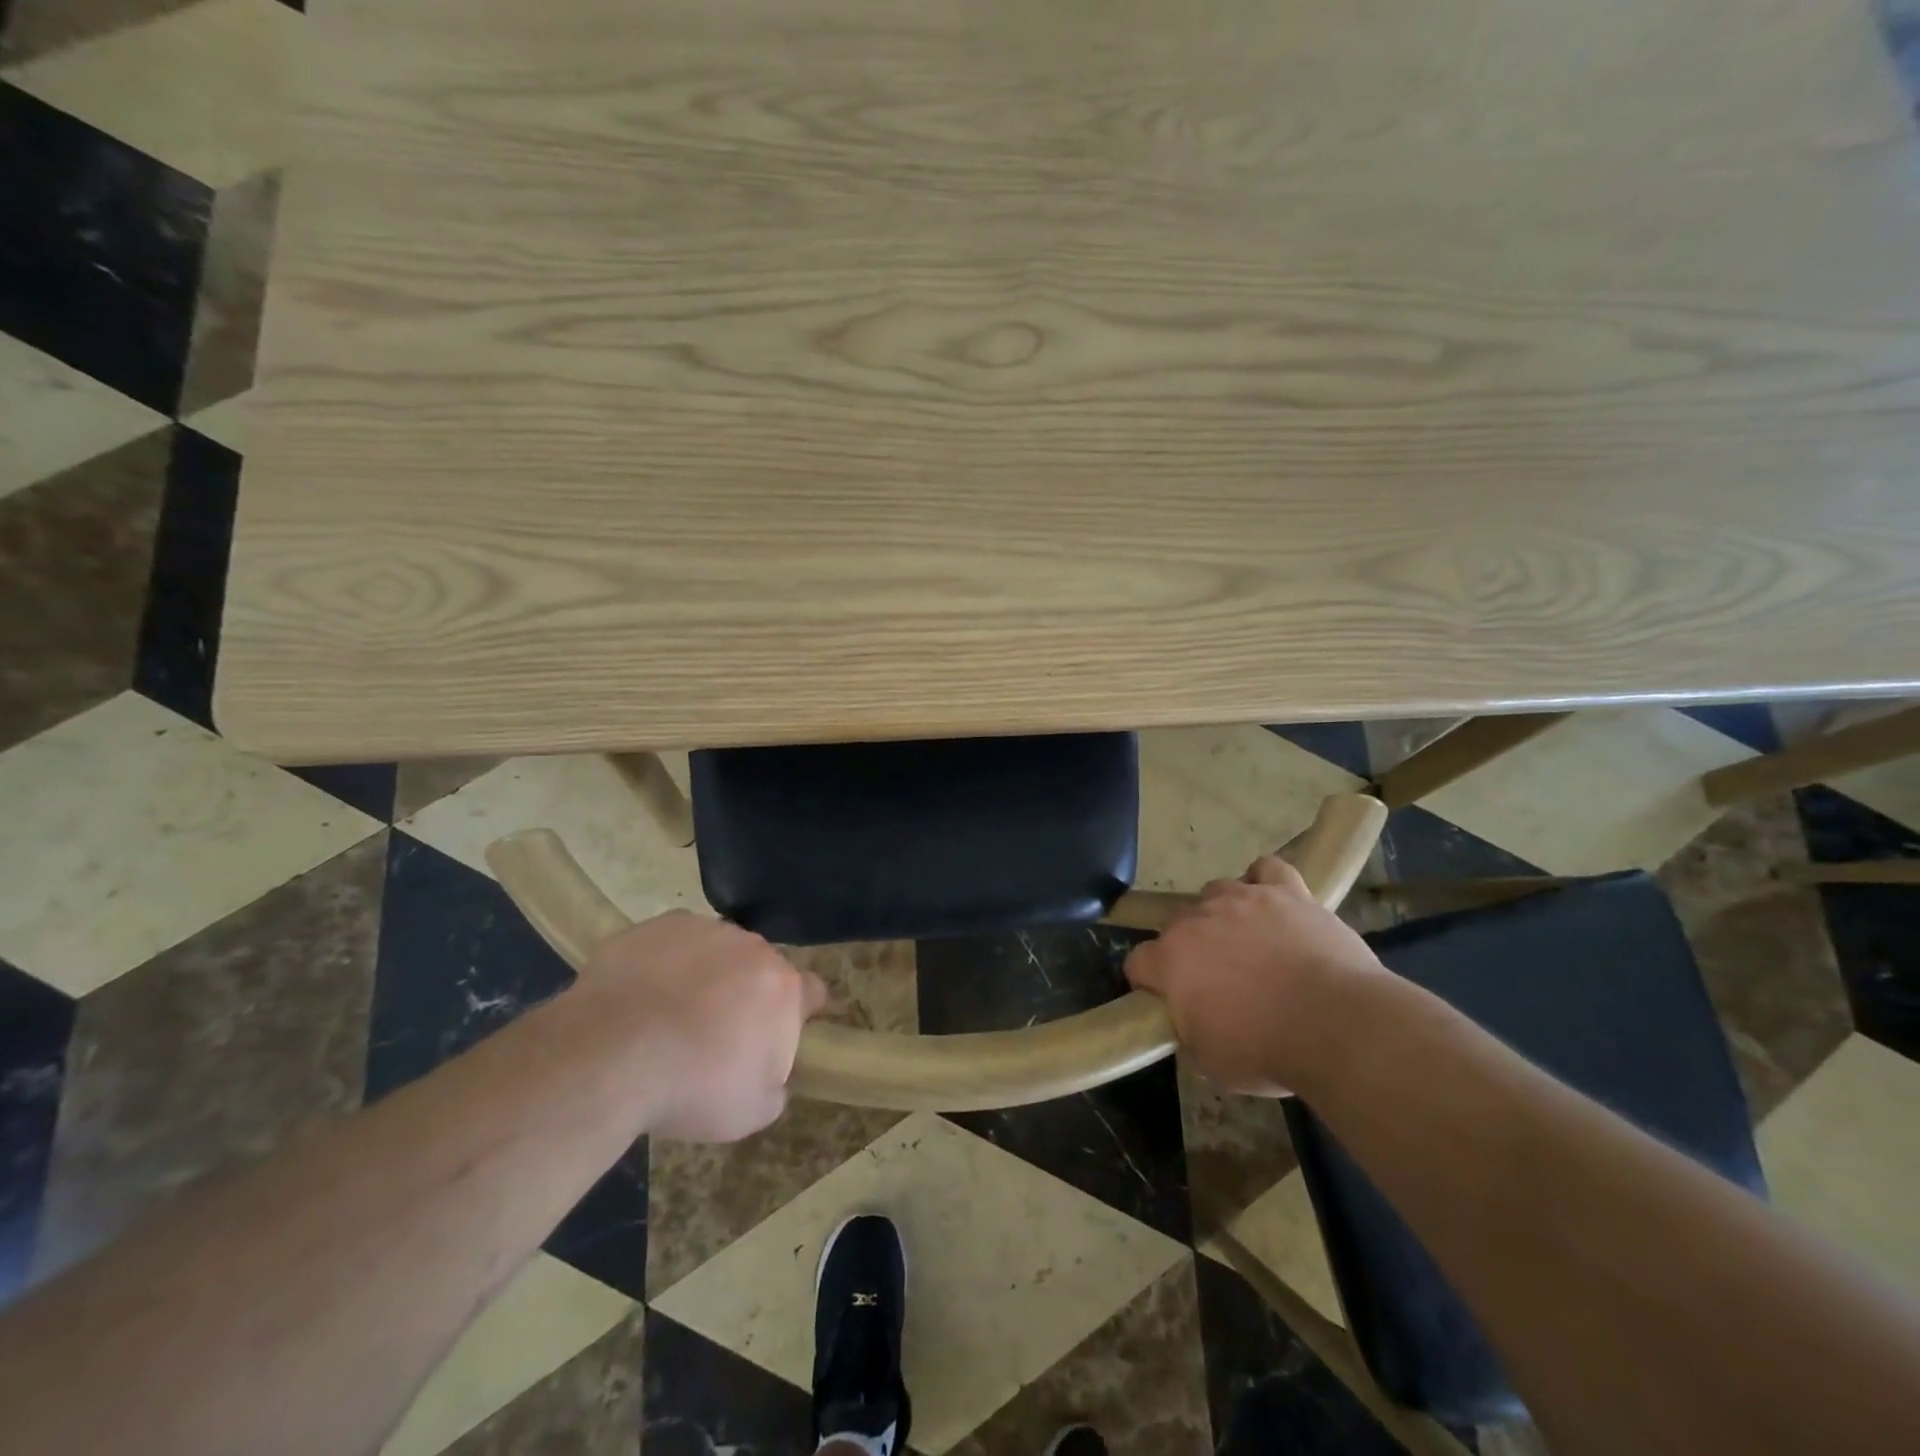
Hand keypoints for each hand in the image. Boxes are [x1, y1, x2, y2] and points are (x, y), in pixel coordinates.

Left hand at [584, 912, 827, 1140]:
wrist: (609, 1055)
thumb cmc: (690, 1088)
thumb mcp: (750, 1113)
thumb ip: (774, 1088)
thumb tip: (771, 1077)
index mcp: (784, 989)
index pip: (812, 992)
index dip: (799, 1013)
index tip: (779, 1035)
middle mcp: (753, 948)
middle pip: (762, 968)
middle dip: (748, 994)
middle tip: (717, 1032)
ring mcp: (706, 930)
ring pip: (718, 950)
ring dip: (708, 974)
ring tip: (671, 1013)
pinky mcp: (661, 924)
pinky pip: (674, 942)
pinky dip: (667, 962)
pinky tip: (642, 994)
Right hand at [1125, 856, 1386, 1094]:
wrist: (1338, 1026)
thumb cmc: (1267, 1050)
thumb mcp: (1210, 1062)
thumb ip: (1188, 1031)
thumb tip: (1190, 1021)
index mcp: (1170, 960)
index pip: (1138, 962)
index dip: (1151, 982)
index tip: (1169, 1002)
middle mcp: (1197, 919)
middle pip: (1177, 925)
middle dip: (1190, 949)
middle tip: (1218, 981)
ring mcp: (1242, 898)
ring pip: (1216, 892)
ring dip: (1223, 915)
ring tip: (1249, 943)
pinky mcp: (1286, 890)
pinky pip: (1267, 870)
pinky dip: (1265, 882)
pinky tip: (1273, 902)